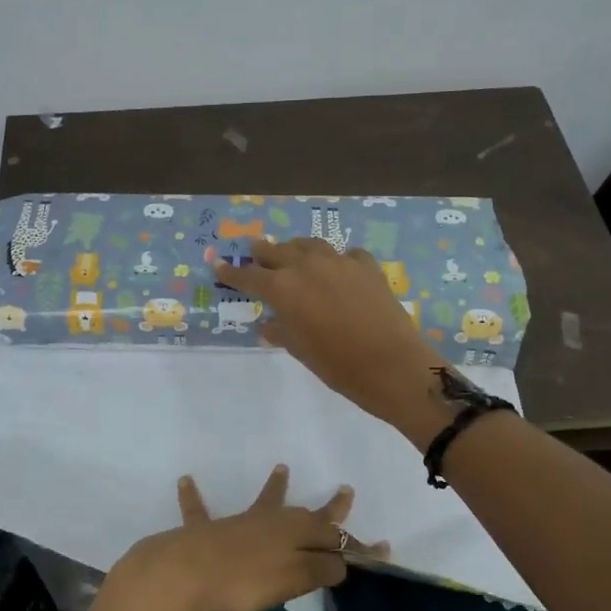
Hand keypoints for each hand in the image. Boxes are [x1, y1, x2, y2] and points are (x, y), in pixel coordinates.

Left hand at [111, 465, 383, 610]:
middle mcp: (269, 522)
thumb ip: (319, 569)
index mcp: (294, 534)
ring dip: (274, 488)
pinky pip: (199, 511)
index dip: (358, 547)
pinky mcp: (204, 532)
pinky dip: (193, 497)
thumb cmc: (245, 581)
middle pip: (305, 515)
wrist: (186, 573)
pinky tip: (185, 480)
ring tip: (282, 468)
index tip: (383, 550)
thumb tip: (341, 561)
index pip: (335, 538)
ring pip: (261, 503)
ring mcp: (237, 523)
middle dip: (328, 510)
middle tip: (346, 492)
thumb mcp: (293, 580)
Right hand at [217, 238, 444, 428]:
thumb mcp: (301, 350)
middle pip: (276, 251)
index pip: (248, 276)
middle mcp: (307, 266)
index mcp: (283, 288)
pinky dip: (335, 259)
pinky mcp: (367, 267)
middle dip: (261, 254)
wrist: (392, 365)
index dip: (231, 273)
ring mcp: (339, 262)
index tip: (218, 267)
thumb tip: (270, 324)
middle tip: (253, 254)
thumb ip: (281, 331)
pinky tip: (338, 269)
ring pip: (309, 245)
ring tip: (291, 254)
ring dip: (295, 249)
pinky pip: (345, 254)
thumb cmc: (338, 365)